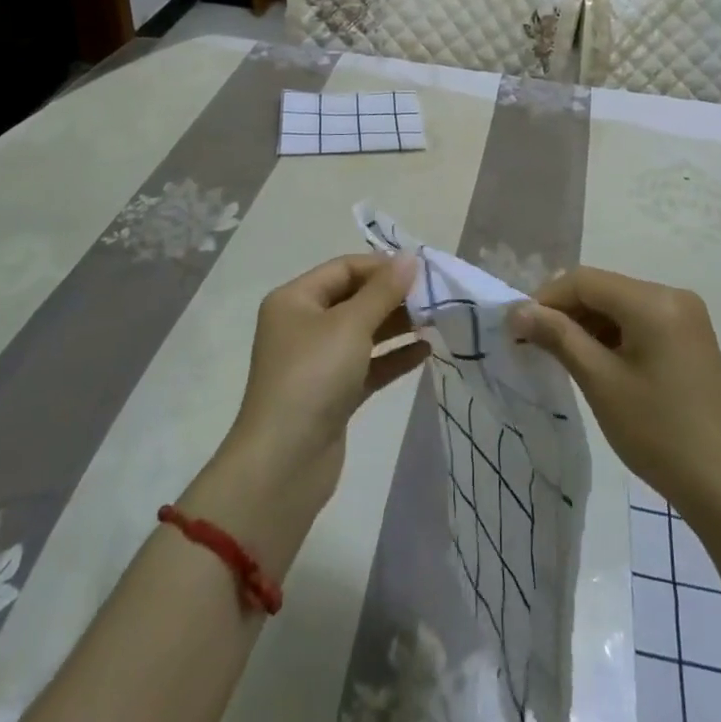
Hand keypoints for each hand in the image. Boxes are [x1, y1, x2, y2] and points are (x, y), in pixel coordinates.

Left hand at [224, 253, 427, 506]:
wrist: (284, 464)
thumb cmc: (313, 377)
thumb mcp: (350, 325)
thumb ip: (384, 290)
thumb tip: (411, 257)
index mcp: (295, 300)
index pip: (344, 269)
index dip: (382, 266)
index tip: (421, 271)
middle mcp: (303, 325)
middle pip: (354, 298)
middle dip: (392, 296)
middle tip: (434, 296)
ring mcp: (317, 362)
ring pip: (363, 332)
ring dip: (397, 325)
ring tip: (436, 320)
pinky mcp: (333, 394)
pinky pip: (367, 365)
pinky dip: (393, 357)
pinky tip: (425, 351)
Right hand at [510, 267, 720, 527]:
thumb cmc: (659, 433)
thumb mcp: (601, 382)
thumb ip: (558, 337)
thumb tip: (518, 311)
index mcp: (653, 300)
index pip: (585, 281)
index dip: (546, 299)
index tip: (518, 328)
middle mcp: (672, 295)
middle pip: (603, 289)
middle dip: (566, 312)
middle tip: (534, 343)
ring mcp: (685, 316)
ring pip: (620, 305)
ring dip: (587, 324)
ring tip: (559, 356)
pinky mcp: (690, 337)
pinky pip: (639, 321)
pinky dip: (612, 335)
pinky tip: (595, 362)